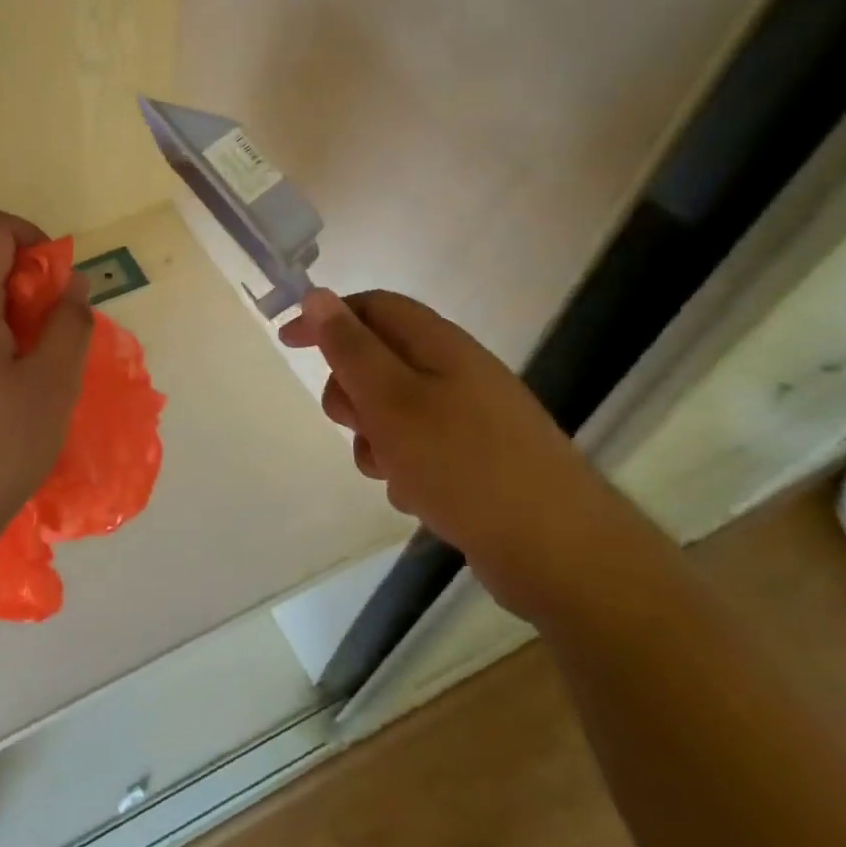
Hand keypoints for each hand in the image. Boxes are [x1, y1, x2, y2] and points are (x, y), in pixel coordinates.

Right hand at [280, 288, 647, 620]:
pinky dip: (404, 466)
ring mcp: (471, 417)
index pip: (372, 307)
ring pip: (395, 411)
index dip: (326, 318)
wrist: (558, 550)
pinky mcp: (478, 459)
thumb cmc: (462, 464)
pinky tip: (417, 497)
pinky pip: (420, 448)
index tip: (287, 345)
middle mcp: (457, 372)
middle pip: (380, 360)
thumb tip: (317, 296)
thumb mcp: (390, 400)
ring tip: (388, 471)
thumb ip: (350, 348)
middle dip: (351, 391)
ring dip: (375, 437)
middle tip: (352, 423)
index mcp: (439, 345)